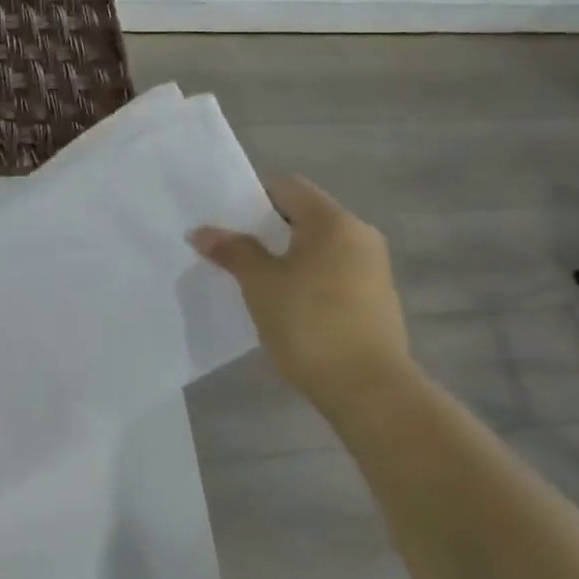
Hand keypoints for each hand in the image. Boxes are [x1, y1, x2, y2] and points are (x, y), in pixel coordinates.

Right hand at [191, 177, 413, 406]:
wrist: (370, 390)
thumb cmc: (310, 324)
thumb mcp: (261, 285)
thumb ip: (233, 251)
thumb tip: (201, 231)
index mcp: (334, 221)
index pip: (288, 188)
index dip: (253, 198)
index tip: (226, 221)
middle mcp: (360, 235)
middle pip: (305, 216)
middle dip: (267, 229)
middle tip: (232, 249)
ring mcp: (373, 268)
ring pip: (320, 247)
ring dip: (287, 256)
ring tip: (254, 279)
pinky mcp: (377, 299)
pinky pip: (334, 272)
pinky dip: (308, 277)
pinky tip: (286, 304)